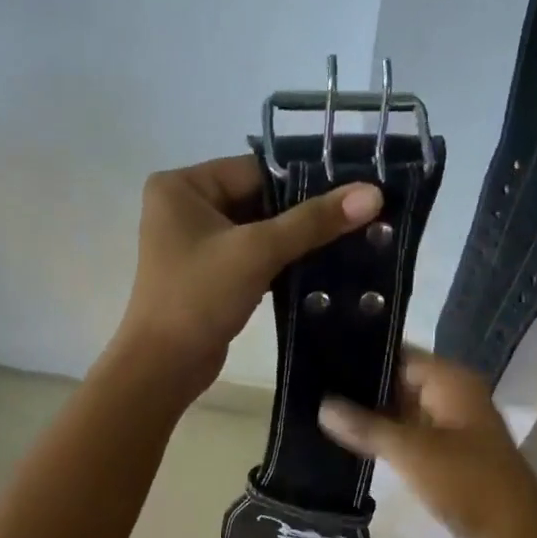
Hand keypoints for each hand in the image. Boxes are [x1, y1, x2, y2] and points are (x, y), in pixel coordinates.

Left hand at [114, 155, 381, 396]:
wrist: (163, 367)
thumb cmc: (199, 297)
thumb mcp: (257, 251)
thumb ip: (314, 221)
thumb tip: (372, 192)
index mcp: (182, 186)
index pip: (256, 170)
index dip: (306, 181)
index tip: (355, 190)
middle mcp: (185, 207)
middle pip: (258, 199)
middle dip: (304, 214)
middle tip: (361, 218)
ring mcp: (196, 243)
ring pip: (258, 231)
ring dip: (297, 241)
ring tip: (351, 241)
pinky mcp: (210, 275)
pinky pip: (252, 257)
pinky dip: (282, 263)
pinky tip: (323, 269)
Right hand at [318, 350, 536, 537]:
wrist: (516, 537)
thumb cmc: (469, 484)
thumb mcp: (412, 452)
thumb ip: (366, 427)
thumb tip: (322, 406)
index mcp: (451, 381)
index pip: (397, 354)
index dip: (359, 354)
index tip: (318, 357)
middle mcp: (451, 395)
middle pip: (397, 380)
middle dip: (358, 386)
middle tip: (308, 386)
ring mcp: (449, 425)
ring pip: (399, 409)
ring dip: (367, 414)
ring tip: (316, 409)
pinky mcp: (444, 453)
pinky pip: (407, 434)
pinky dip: (382, 436)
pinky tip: (345, 440)